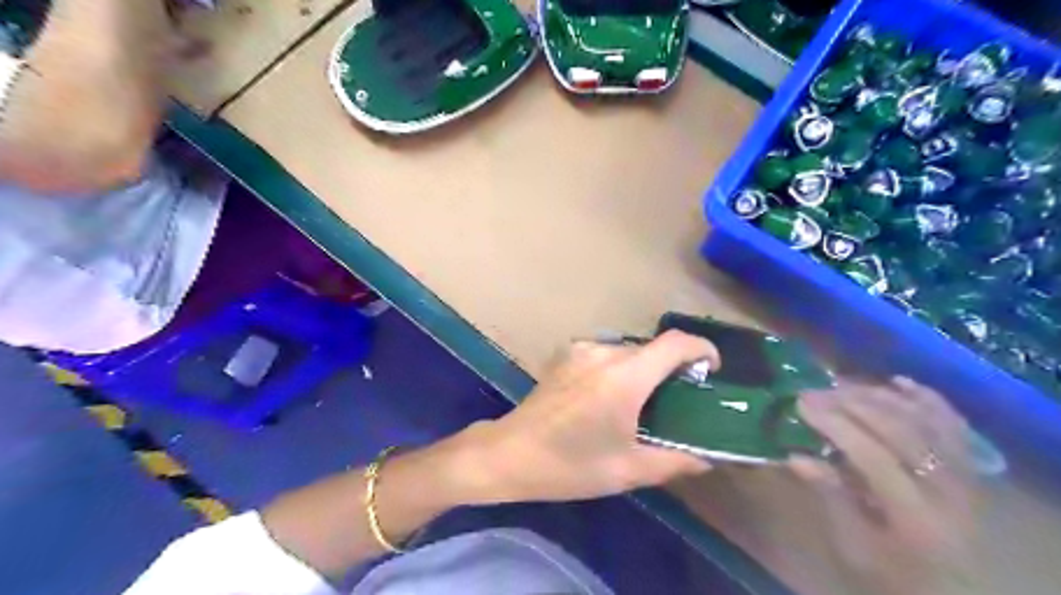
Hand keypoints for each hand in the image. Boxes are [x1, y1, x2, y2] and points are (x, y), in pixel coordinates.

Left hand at [462, 332, 716, 502]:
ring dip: (644, 370)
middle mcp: (605, 352)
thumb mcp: (627, 470)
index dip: (702, 349)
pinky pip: (605, 354)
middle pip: (652, 349)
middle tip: (677, 401)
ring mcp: (581, 350)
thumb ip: (674, 461)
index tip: (711, 370)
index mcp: (625, 377)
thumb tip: (706, 459)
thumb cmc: (569, 465)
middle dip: (672, 368)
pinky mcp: (565, 355)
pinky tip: (609, 397)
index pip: (676, 344)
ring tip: (642, 403)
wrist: (509, 454)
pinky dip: (620, 368)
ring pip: (629, 351)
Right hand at [791, 379, 980, 591]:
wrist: (957, 593)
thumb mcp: (856, 548)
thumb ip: (830, 499)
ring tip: (840, 385)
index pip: (874, 455)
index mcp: (918, 516)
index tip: (800, 403)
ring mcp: (966, 475)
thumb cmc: (895, 574)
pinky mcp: (971, 468)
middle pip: (900, 430)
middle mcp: (949, 489)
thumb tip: (795, 456)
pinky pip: (953, 424)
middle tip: (812, 390)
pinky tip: (897, 382)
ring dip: (879, 396)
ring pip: (924, 420)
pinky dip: (926, 398)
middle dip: (851, 403)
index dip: (835, 424)